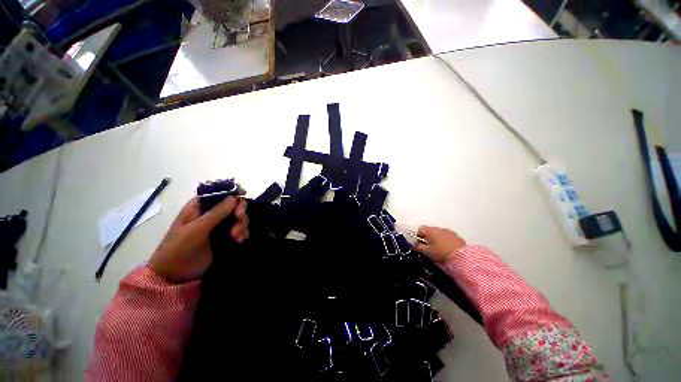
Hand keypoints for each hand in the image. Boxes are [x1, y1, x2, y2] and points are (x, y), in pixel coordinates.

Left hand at [148, 196, 248, 283]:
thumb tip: (233, 197)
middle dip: (239, 212)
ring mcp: (219, 226)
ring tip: (237, 238)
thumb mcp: (196, 230)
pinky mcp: (225, 237)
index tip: (243, 194)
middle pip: (233, 205)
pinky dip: (242, 233)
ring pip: (238, 218)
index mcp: (199, 208)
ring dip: (241, 225)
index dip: (231, 192)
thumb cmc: (179, 248)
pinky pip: (239, 229)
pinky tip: (239, 241)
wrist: (175, 276)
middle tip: (239, 220)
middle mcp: (210, 214)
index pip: (218, 193)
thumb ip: (216, 213)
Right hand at [414, 226, 465, 263]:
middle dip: (427, 237)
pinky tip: (446, 249)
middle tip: (428, 247)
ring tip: (438, 249)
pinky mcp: (456, 236)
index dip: (418, 235)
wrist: (462, 256)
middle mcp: (439, 228)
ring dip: (436, 239)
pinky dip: (444, 241)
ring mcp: (448, 231)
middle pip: (429, 230)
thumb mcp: (427, 252)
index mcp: (430, 230)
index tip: (419, 244)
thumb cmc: (441, 252)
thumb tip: (414, 245)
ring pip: (438, 233)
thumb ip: (419, 247)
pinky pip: (447, 236)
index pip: (420, 228)